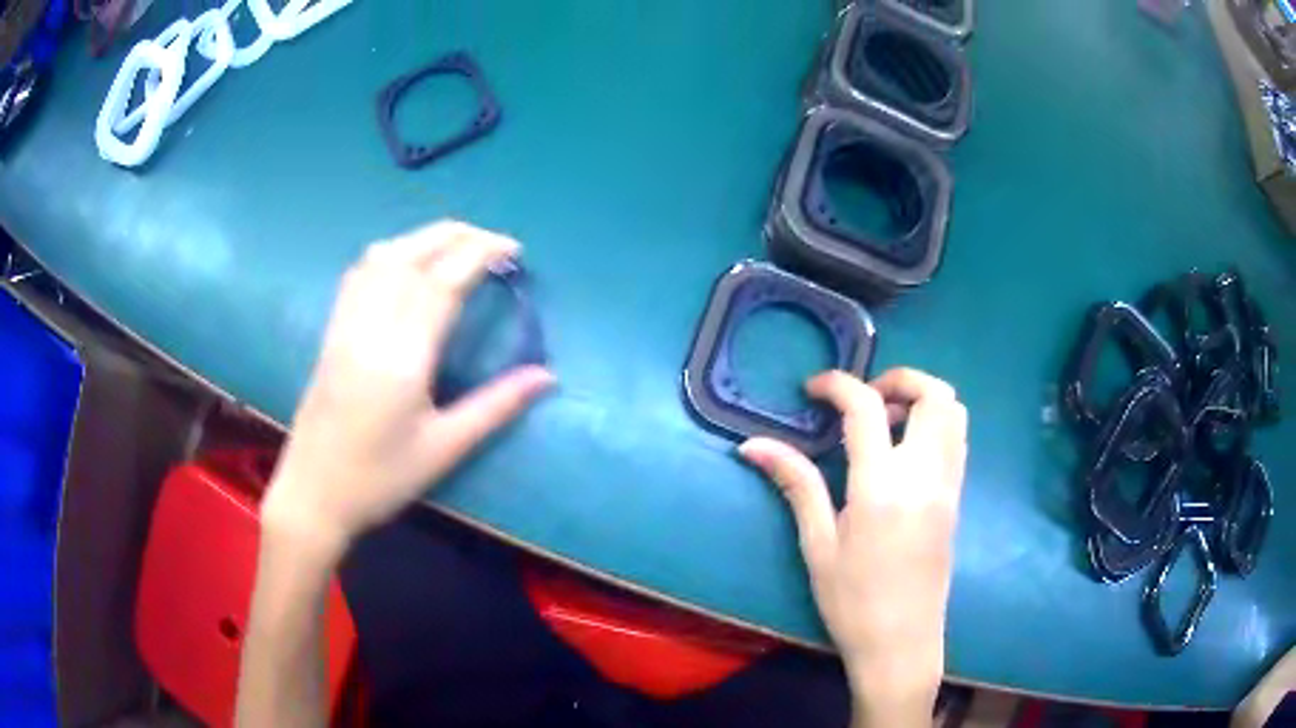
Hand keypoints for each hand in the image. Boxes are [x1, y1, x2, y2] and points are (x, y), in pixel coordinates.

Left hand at [263, 221, 555, 556]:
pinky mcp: (331, 331)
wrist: (313, 494)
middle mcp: (371, 327)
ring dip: (423, 238)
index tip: (514, 250)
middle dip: (457, 235)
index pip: (443, 281)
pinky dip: (391, 254)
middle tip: (493, 242)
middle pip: (413, 254)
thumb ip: (496, 406)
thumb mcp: (444, 449)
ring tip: (456, 244)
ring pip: (382, 256)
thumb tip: (546, 376)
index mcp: (403, 355)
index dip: (481, 254)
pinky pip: (359, 273)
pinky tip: (405, 263)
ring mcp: (345, 325)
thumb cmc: (380, 479)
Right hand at [739, 369, 966, 725]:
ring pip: (955, 412)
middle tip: (863, 400)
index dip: (838, 384)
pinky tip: (903, 453)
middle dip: (898, 379)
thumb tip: (752, 445)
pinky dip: (934, 424)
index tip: (814, 389)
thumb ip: (796, 484)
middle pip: (933, 394)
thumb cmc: (852, 602)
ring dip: (921, 399)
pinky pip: (957, 440)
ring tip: (884, 423)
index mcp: (882, 487)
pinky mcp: (957, 499)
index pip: (867, 408)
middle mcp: (925, 475)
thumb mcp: (817, 545)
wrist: (901, 644)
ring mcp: (948, 486)